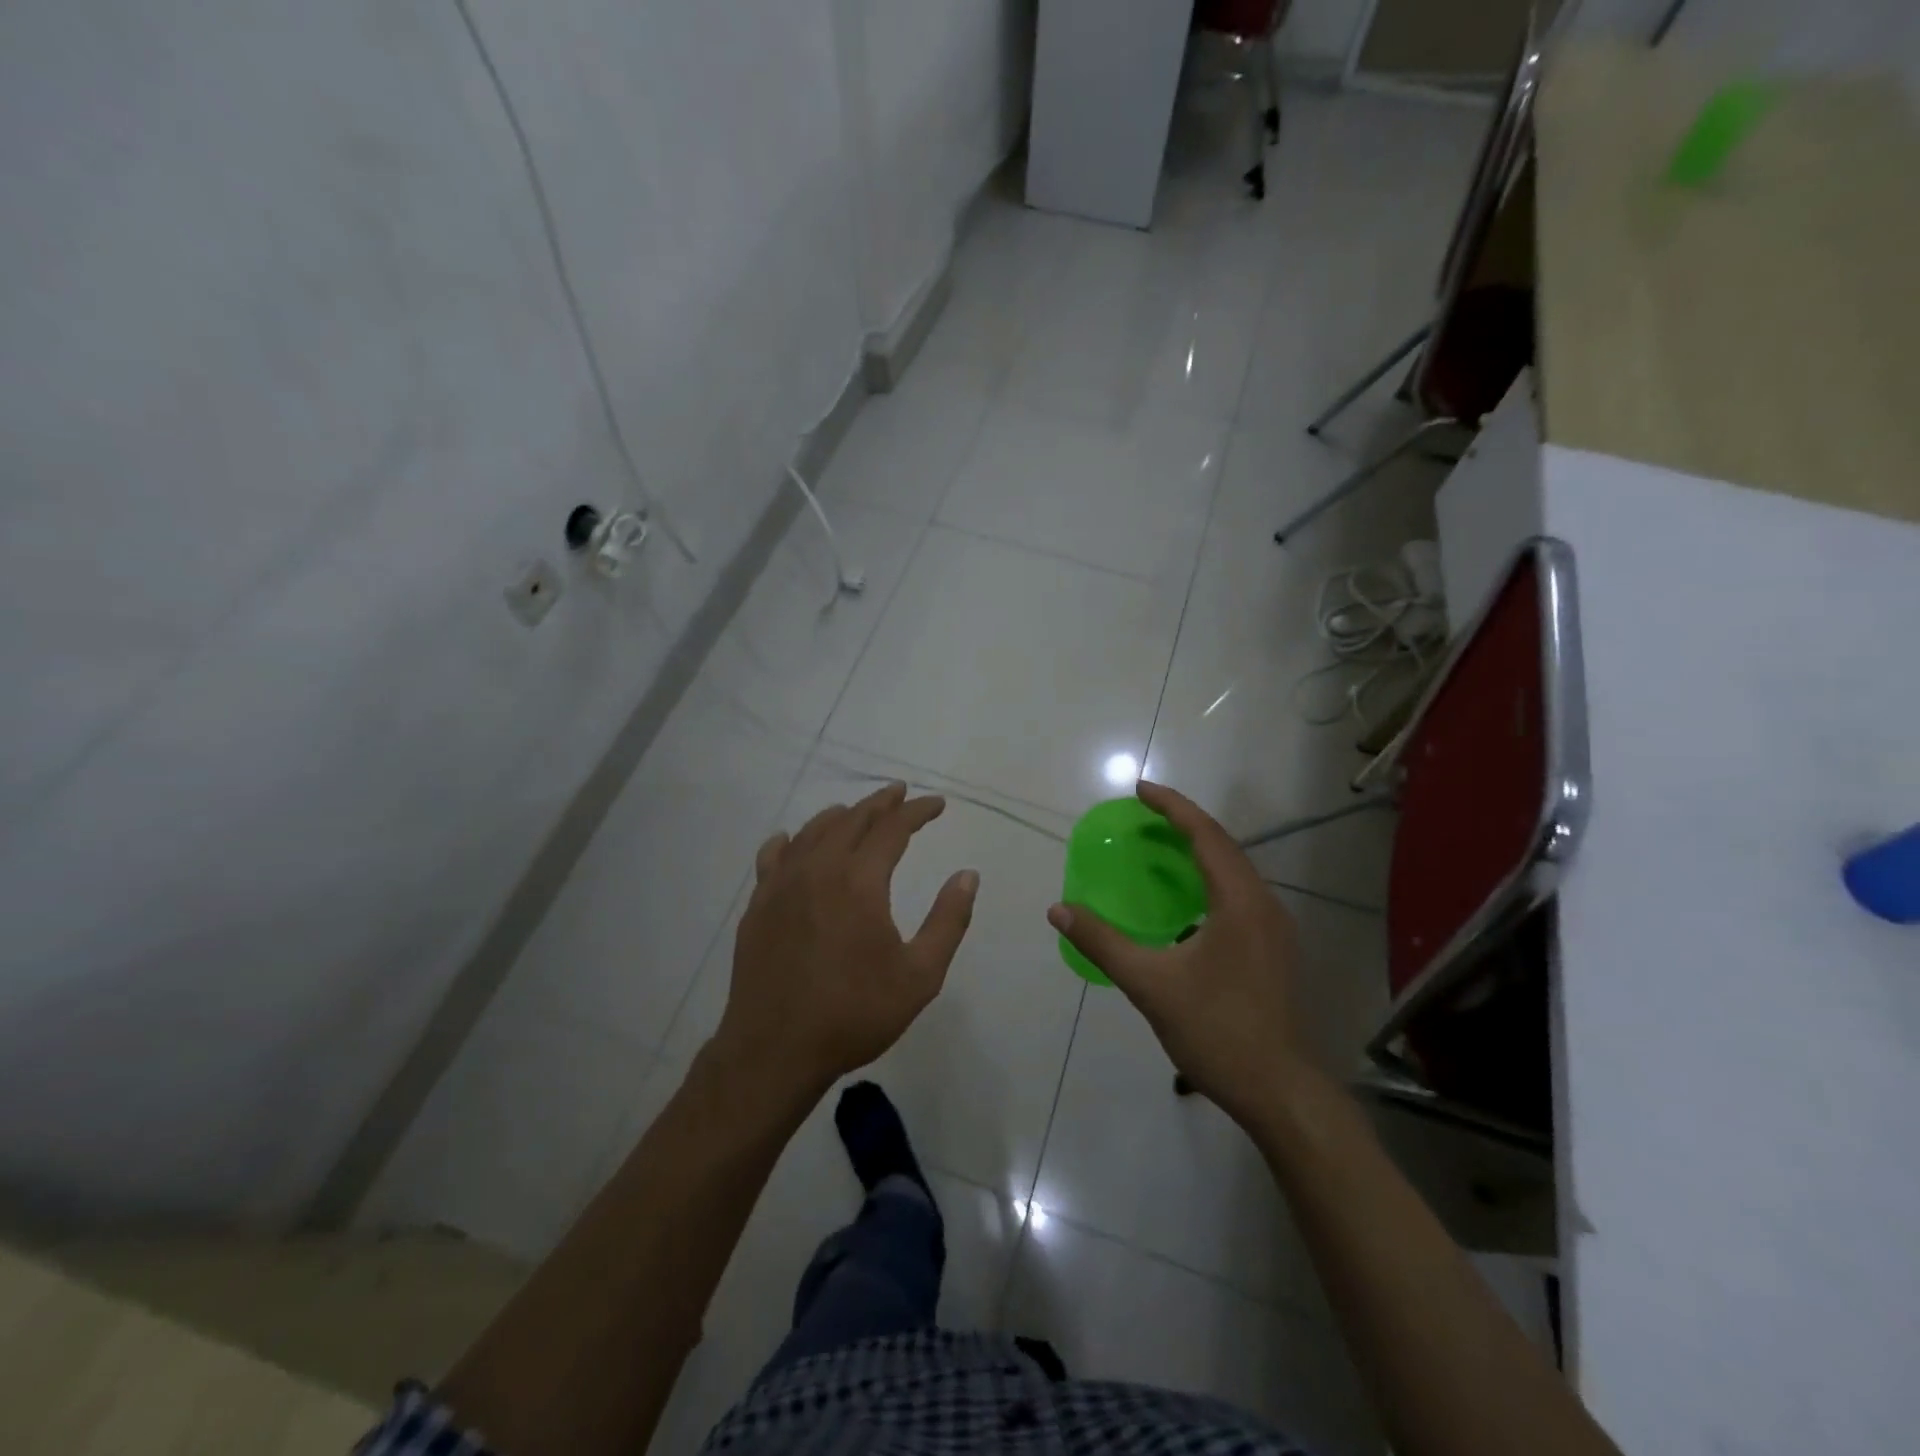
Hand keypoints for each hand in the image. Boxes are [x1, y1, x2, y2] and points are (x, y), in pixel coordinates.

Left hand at [714, 782, 978, 1101]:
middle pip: (852, 820)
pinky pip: (774, 856)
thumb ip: (948, 920)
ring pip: (813, 831)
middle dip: (881, 803)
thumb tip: (968, 875)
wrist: (775, 1050)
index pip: (893, 828)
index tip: (937, 804)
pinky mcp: (758, 904)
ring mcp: (781, 884)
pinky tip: (794, 841)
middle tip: (901, 794)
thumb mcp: (920, 976)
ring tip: (857, 812)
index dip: (917, 811)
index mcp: (860, 881)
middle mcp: (819, 869)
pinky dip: (791, 840)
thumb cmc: (854, 1014)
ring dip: (840, 816)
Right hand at [1048, 781, 1310, 1129]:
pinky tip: (1185, 899)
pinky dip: (1209, 878)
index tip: (1140, 789)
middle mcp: (1264, 904)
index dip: (1172, 806)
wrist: (1280, 1091)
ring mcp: (1274, 928)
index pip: (1205, 835)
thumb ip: (1103, 942)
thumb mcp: (1150, 984)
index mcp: (1239, 902)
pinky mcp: (1274, 948)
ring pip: (1235, 871)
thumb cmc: (1216, 1031)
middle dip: (1184, 822)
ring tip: (1160, 845)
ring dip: (1198, 850)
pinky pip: (1238, 893)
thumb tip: (1059, 910)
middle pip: (1224, 846)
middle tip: (1144, 814)